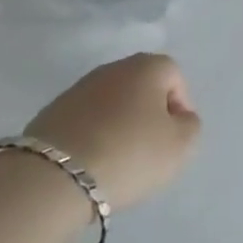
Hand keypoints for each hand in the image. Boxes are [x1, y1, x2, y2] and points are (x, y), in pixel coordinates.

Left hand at [23, 53, 201, 211]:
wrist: (55, 175)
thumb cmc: (129, 154)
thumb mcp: (179, 147)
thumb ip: (190, 127)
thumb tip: (180, 119)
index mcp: (147, 66)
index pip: (174, 76)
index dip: (180, 107)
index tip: (175, 140)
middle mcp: (113, 68)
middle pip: (141, 87)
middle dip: (148, 115)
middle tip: (149, 151)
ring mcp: (78, 88)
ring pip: (111, 103)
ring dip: (119, 125)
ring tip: (117, 162)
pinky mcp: (52, 112)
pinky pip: (85, 120)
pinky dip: (92, 136)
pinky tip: (91, 164)